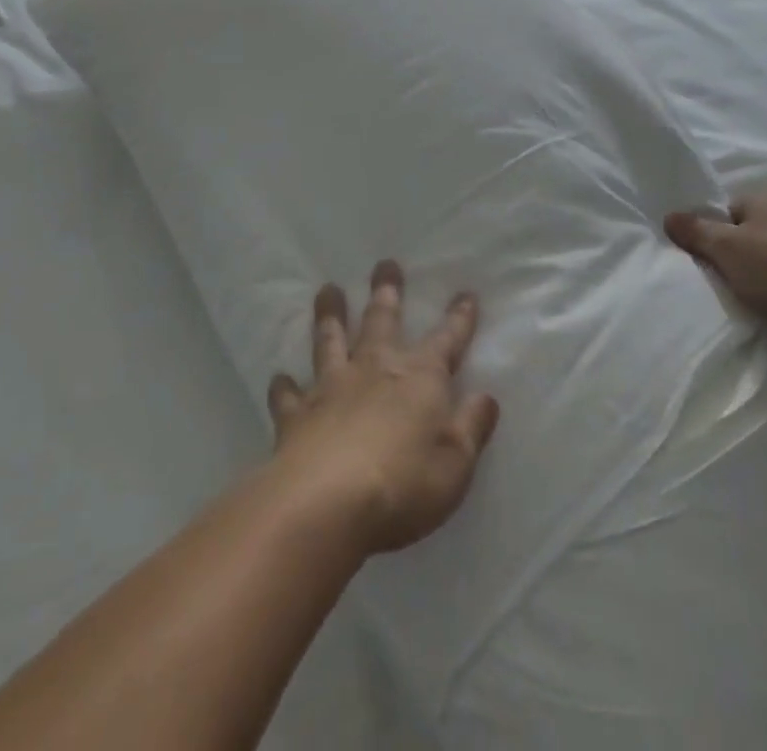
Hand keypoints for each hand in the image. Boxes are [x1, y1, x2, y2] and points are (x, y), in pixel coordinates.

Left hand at [267, 261, 499, 557]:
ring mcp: (332, 387)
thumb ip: (471, 426)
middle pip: (381, 321)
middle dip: (387, 292)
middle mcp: (374, 370)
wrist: (327, 502)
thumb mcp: (456, 463)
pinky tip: (280, 379)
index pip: (447, 341)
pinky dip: (285, 386)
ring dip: (330, 314)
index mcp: (419, 379)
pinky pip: (289, 395)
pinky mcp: (297, 414)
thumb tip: (487, 396)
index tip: (465, 292)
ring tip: (327, 290)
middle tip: (384, 264)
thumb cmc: (404, 485)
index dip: (459, 318)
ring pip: (331, 340)